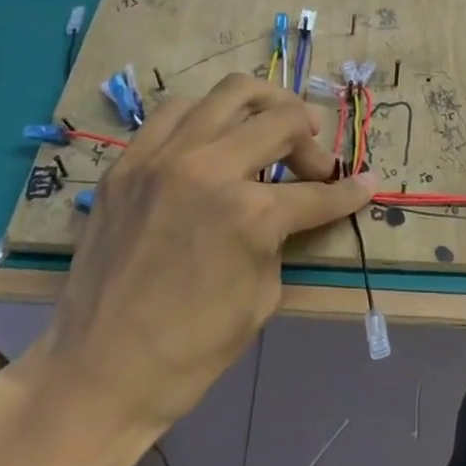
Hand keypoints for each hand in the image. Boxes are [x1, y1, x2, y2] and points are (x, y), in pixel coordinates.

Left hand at [33, 74, 375, 435]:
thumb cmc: (191, 350)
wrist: (98, 372)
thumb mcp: (262, 296)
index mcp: (249, 213)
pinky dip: (207, 118)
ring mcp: (161, 158)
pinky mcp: (127, 163)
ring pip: (228, 94)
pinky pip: (174, 113)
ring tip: (269, 131)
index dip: (350, 191)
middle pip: (280, 118)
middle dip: (311, 139)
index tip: (366, 183)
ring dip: (263, 108)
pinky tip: (213, 142)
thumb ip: (283, 237)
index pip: (317, 192)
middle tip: (314, 164)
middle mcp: (207, 168)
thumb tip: (300, 207)